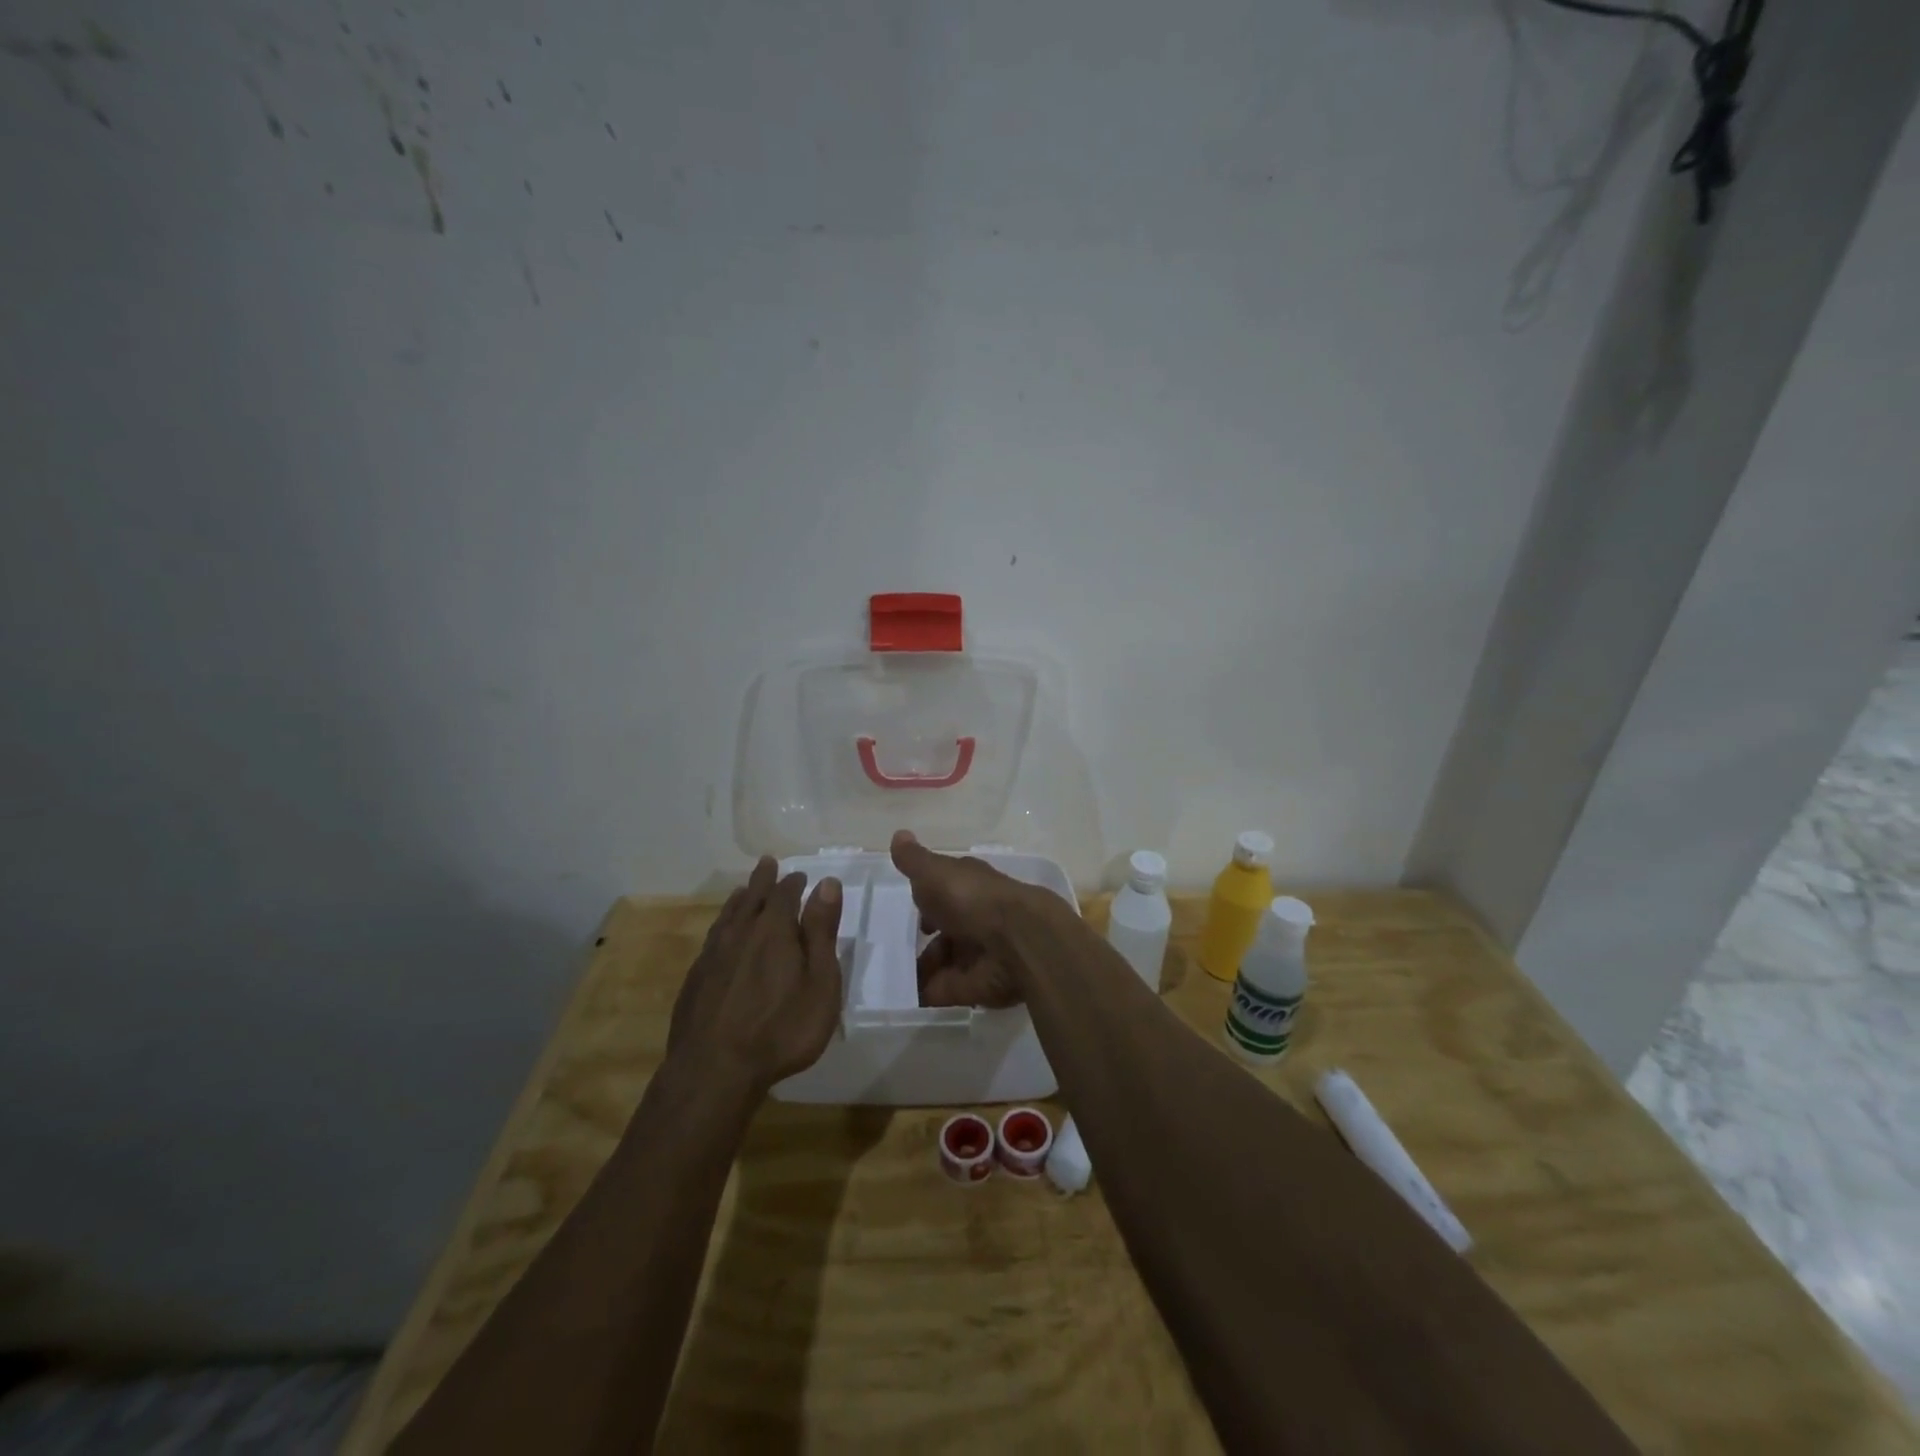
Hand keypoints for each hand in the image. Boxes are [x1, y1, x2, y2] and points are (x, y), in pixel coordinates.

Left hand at [668, 856, 843, 1093]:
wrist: (713, 1071)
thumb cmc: (781, 1029)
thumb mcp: (820, 983)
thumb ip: (821, 931)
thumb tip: (826, 883)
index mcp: (773, 930)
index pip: (785, 893)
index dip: (794, 882)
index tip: (801, 876)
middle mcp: (739, 933)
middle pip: (752, 897)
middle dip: (763, 880)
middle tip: (767, 863)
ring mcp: (712, 956)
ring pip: (728, 916)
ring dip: (740, 900)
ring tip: (744, 892)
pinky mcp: (695, 980)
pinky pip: (712, 939)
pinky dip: (722, 926)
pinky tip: (722, 936)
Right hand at [890, 830, 1053, 1008]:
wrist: (1016, 940)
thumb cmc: (971, 897)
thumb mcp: (934, 872)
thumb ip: (914, 860)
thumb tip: (898, 835)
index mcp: (969, 886)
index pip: (947, 890)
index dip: (928, 898)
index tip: (910, 906)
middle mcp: (977, 917)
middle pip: (947, 929)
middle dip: (924, 940)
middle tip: (892, 949)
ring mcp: (979, 952)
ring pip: (945, 961)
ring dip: (922, 969)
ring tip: (891, 976)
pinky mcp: (977, 985)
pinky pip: (945, 990)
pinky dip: (926, 994)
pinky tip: (902, 996)